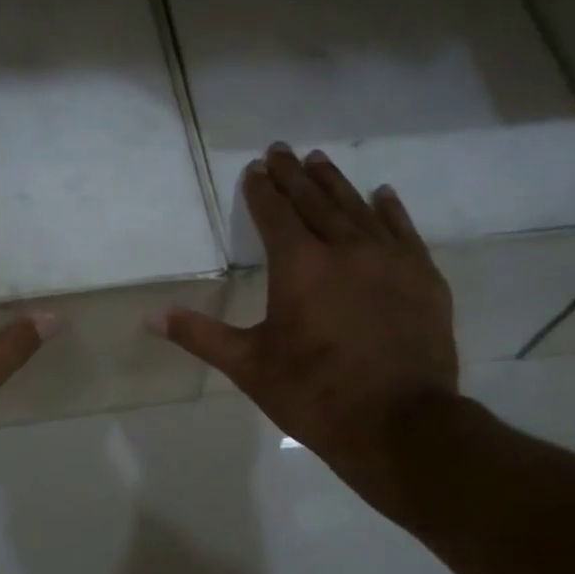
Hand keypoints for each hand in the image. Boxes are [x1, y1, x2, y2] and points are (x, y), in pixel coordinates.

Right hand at [153, 143, 458, 496]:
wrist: (399, 424)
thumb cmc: (314, 394)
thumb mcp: (249, 367)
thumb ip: (200, 335)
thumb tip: (151, 316)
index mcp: (299, 266)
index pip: (275, 215)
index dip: (262, 190)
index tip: (255, 168)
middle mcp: (345, 248)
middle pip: (315, 201)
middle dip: (294, 175)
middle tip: (282, 150)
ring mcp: (389, 259)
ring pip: (357, 208)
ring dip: (335, 183)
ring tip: (320, 161)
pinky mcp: (423, 277)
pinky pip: (403, 230)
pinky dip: (390, 209)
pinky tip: (382, 195)